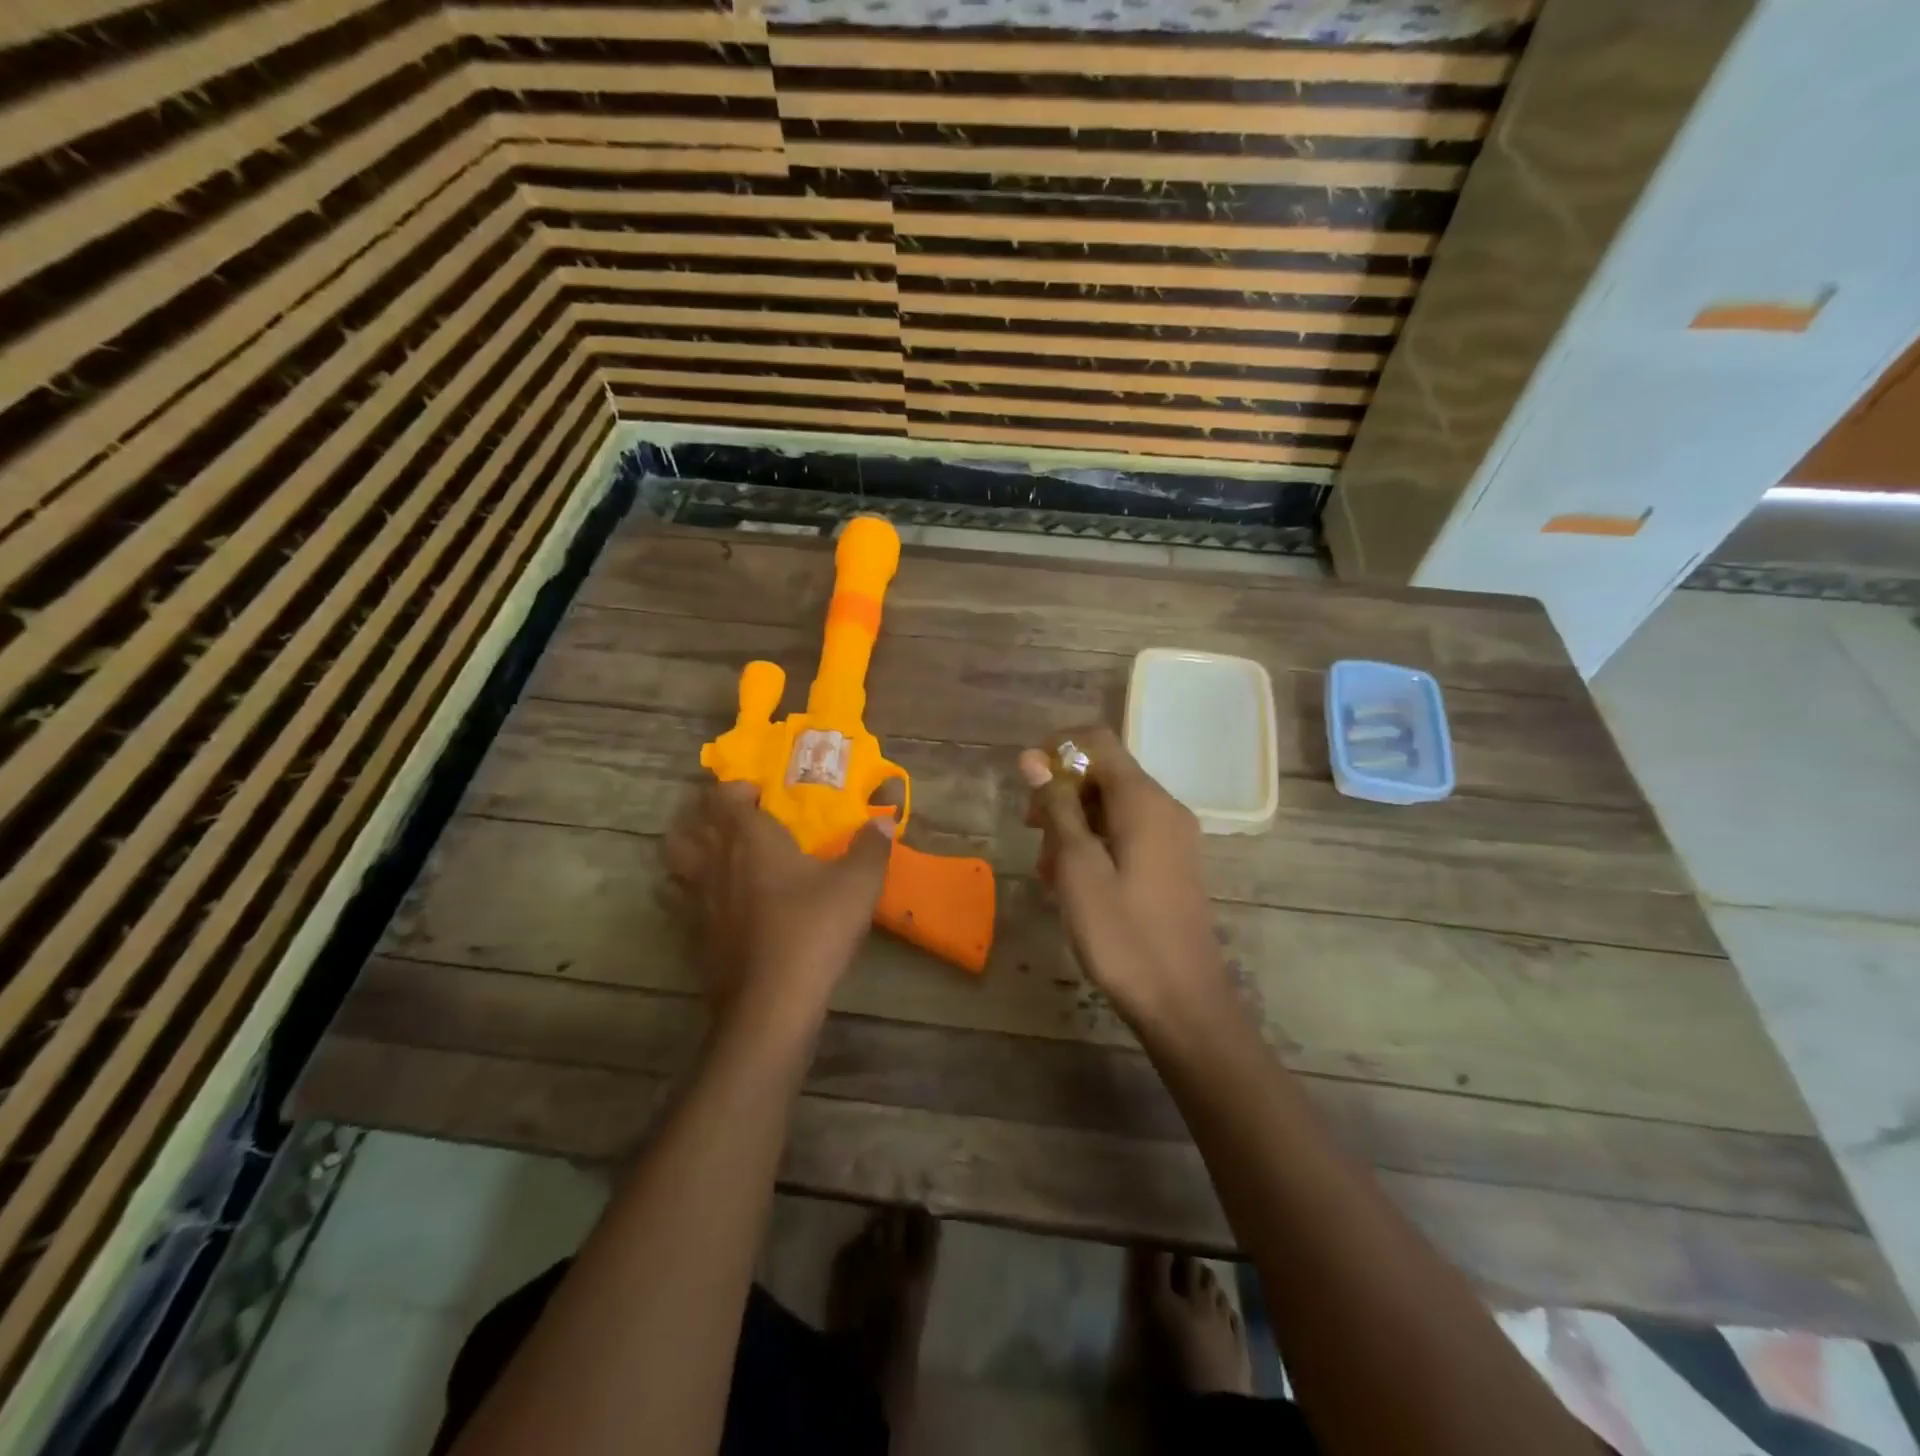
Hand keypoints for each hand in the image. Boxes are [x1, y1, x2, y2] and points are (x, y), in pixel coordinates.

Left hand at [666, 782, 894, 1027]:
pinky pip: (677, 900)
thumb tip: (884, 819)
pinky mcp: (692, 935)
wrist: (772, 1003)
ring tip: (713, 852)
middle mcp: (715, 861)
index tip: (761, 795)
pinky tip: (713, 901)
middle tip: (732, 818)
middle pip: (688, 824)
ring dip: (687, 848)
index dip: (737, 789)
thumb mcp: (858, 884)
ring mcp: (697, 900)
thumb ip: (871, 847)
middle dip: (704, 813)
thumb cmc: (814, 929)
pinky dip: (686, 891)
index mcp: (749, 839)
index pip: (724, 796)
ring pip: (673, 860)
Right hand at [1019, 726, 1231, 1024]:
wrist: (1184, 1002)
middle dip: (1061, 793)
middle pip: (1104, 773)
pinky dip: (1094, 844)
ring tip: (1049, 870)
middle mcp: (1164, 807)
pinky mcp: (1171, 863)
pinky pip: (1126, 833)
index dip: (1056, 750)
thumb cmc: (1123, 935)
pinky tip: (1074, 883)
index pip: (1097, 740)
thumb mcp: (1077, 868)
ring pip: (1111, 806)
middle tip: (1031, 833)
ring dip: (1073, 824)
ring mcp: (1172, 836)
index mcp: (1143, 800)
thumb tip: (1033, 758)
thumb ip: (1057, 807)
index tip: (1027, 785)